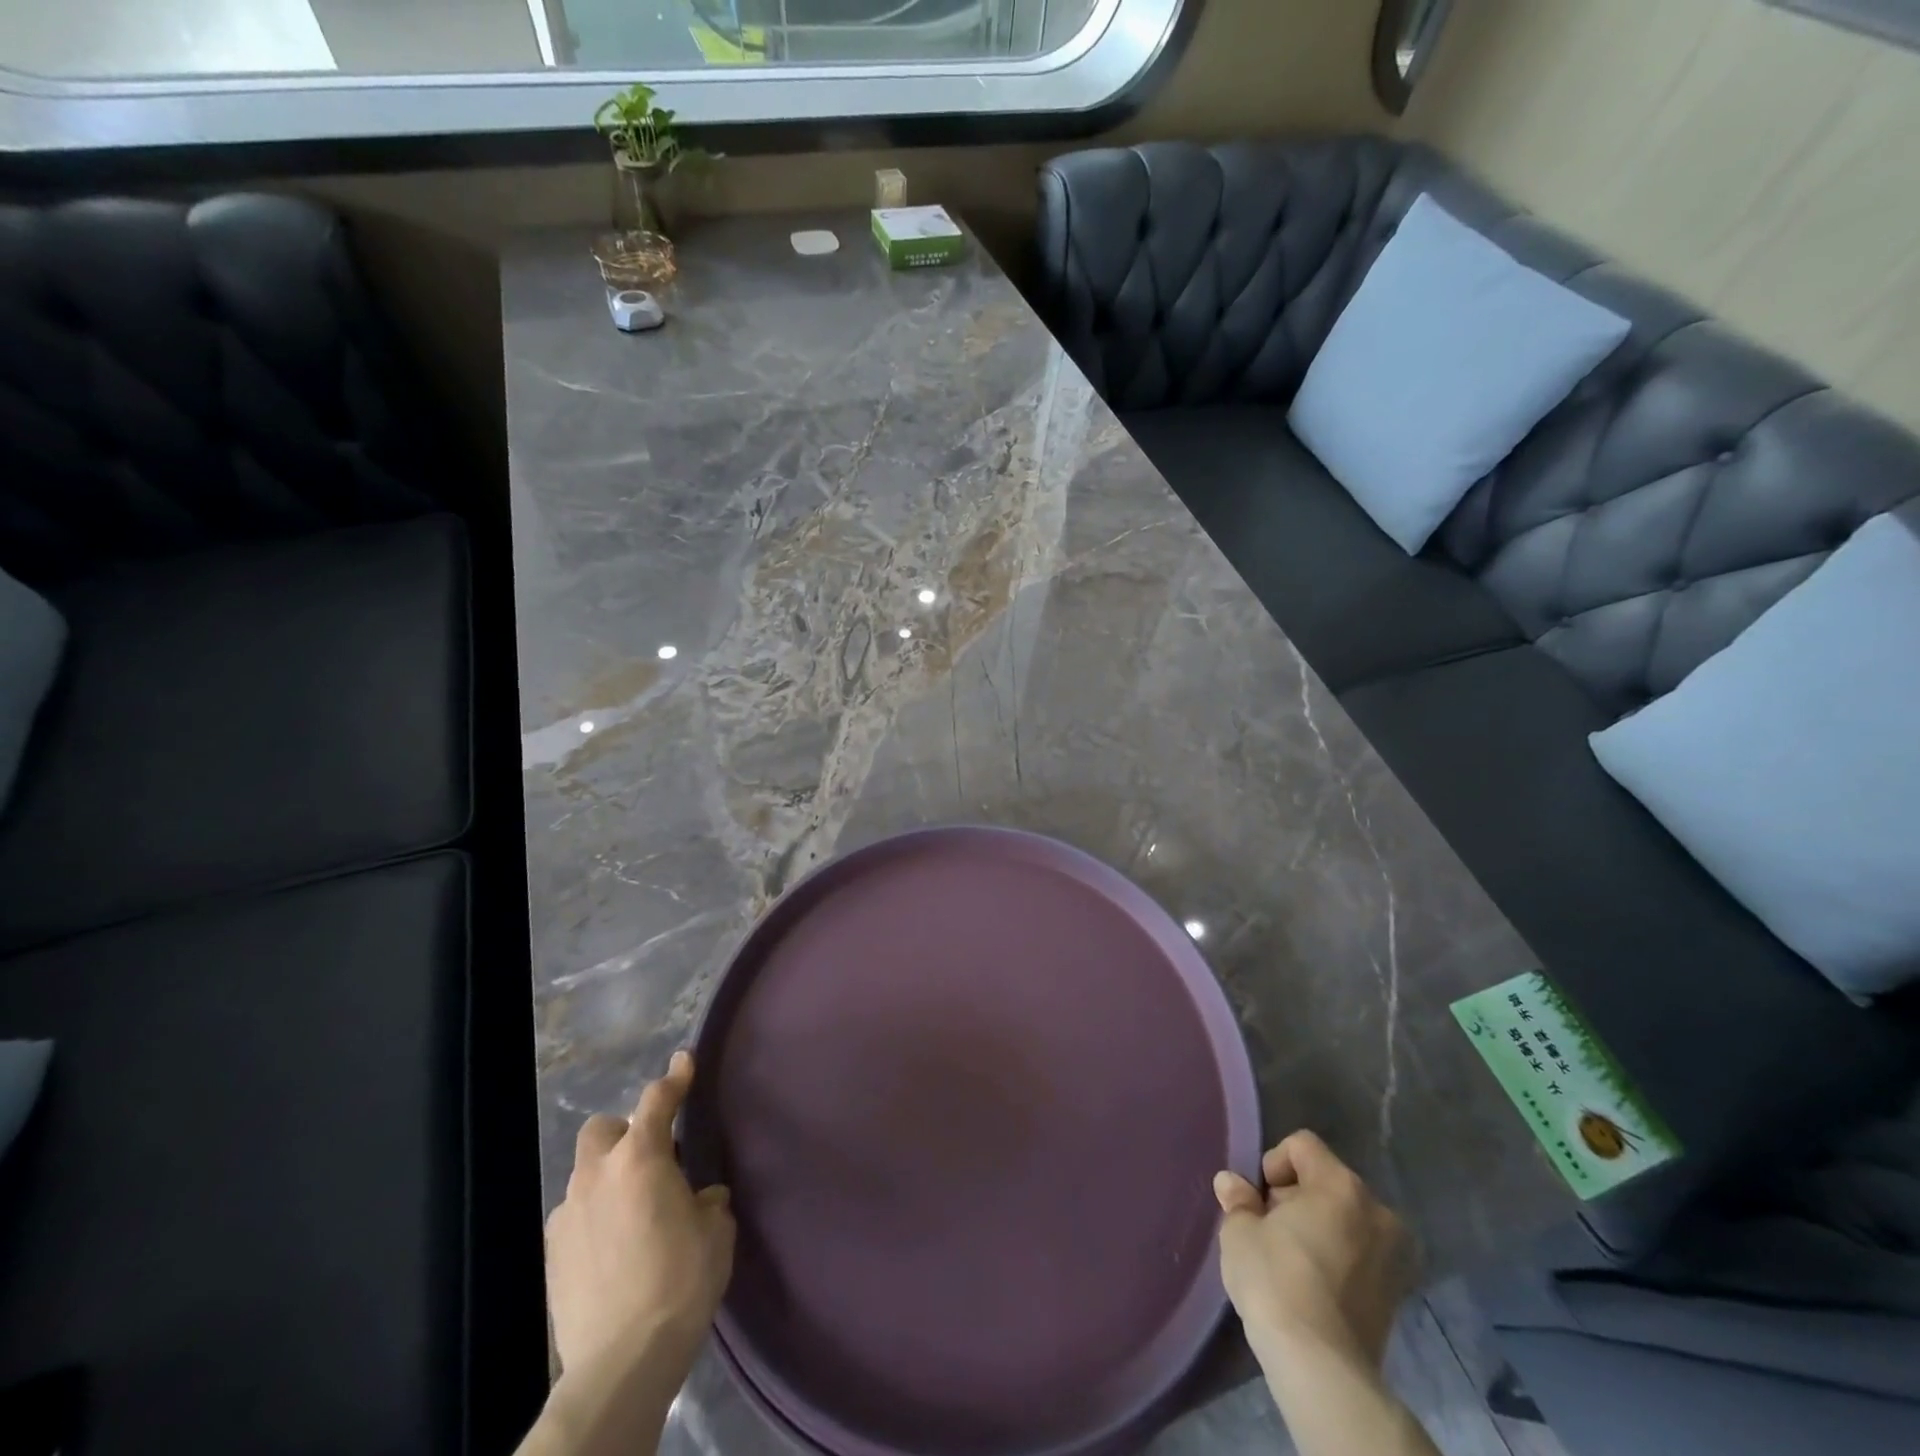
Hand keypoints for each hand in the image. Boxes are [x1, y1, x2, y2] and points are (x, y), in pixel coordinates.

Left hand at [545, 1050, 735, 1391]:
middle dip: (625, 1132)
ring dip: (609, 1180)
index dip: (674, 1077)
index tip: (684, 1059)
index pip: (658, 1100)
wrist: (621, 1362)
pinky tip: (613, 1249)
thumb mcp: (715, 1231)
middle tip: (652, 1158)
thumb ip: (707, 1201)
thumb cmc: (680, 1281)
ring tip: (634, 1213)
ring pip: (586, 1176)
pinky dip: (594, 1218)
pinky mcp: (552, 1256)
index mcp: (641, 1158)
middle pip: (603, 1129)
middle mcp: (598, 1175)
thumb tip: (701, 1198)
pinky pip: (575, 1217)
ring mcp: (568, 1215)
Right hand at [1213, 1131, 1416, 1369]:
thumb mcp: (1240, 1232)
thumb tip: (1231, 1183)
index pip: (1302, 1145)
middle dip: (1296, 1197)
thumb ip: (1238, 1200)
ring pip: (1345, 1218)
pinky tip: (1312, 1285)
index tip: (1259, 1200)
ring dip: (1318, 1227)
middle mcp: (1376, 1211)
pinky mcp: (1397, 1294)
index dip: (1273, 1164)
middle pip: (1326, 1181)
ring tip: (1290, 1259)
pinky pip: (1359, 1253)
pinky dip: (1337, 1256)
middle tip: (1270, 1229)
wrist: (1321, 1367)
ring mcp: (1393, 1254)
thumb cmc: (1276, 1281)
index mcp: (1340, 1185)